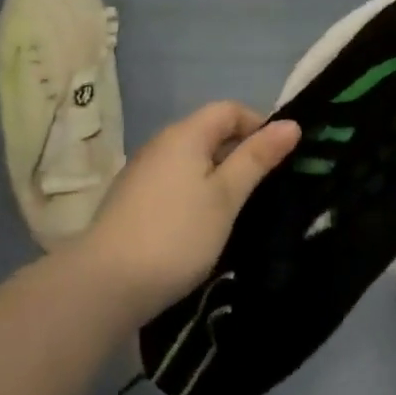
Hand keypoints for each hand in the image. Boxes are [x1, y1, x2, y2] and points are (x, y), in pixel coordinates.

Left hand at [76, 102, 300, 320]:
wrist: (105, 285)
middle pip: (210, 132)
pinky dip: (197, 192)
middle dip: (241, 153)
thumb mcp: (226, 196)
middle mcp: (161, 143)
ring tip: (240, 209)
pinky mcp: (134, 200)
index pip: (229, 109)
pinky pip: (176, 181)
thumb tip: (290, 124)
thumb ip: (256, 158)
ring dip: (220, 176)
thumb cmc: (176, 234)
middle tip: (267, 187)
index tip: (280, 159)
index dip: (258, 126)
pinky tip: (205, 224)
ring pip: (193, 160)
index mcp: (185, 134)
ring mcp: (143, 172)